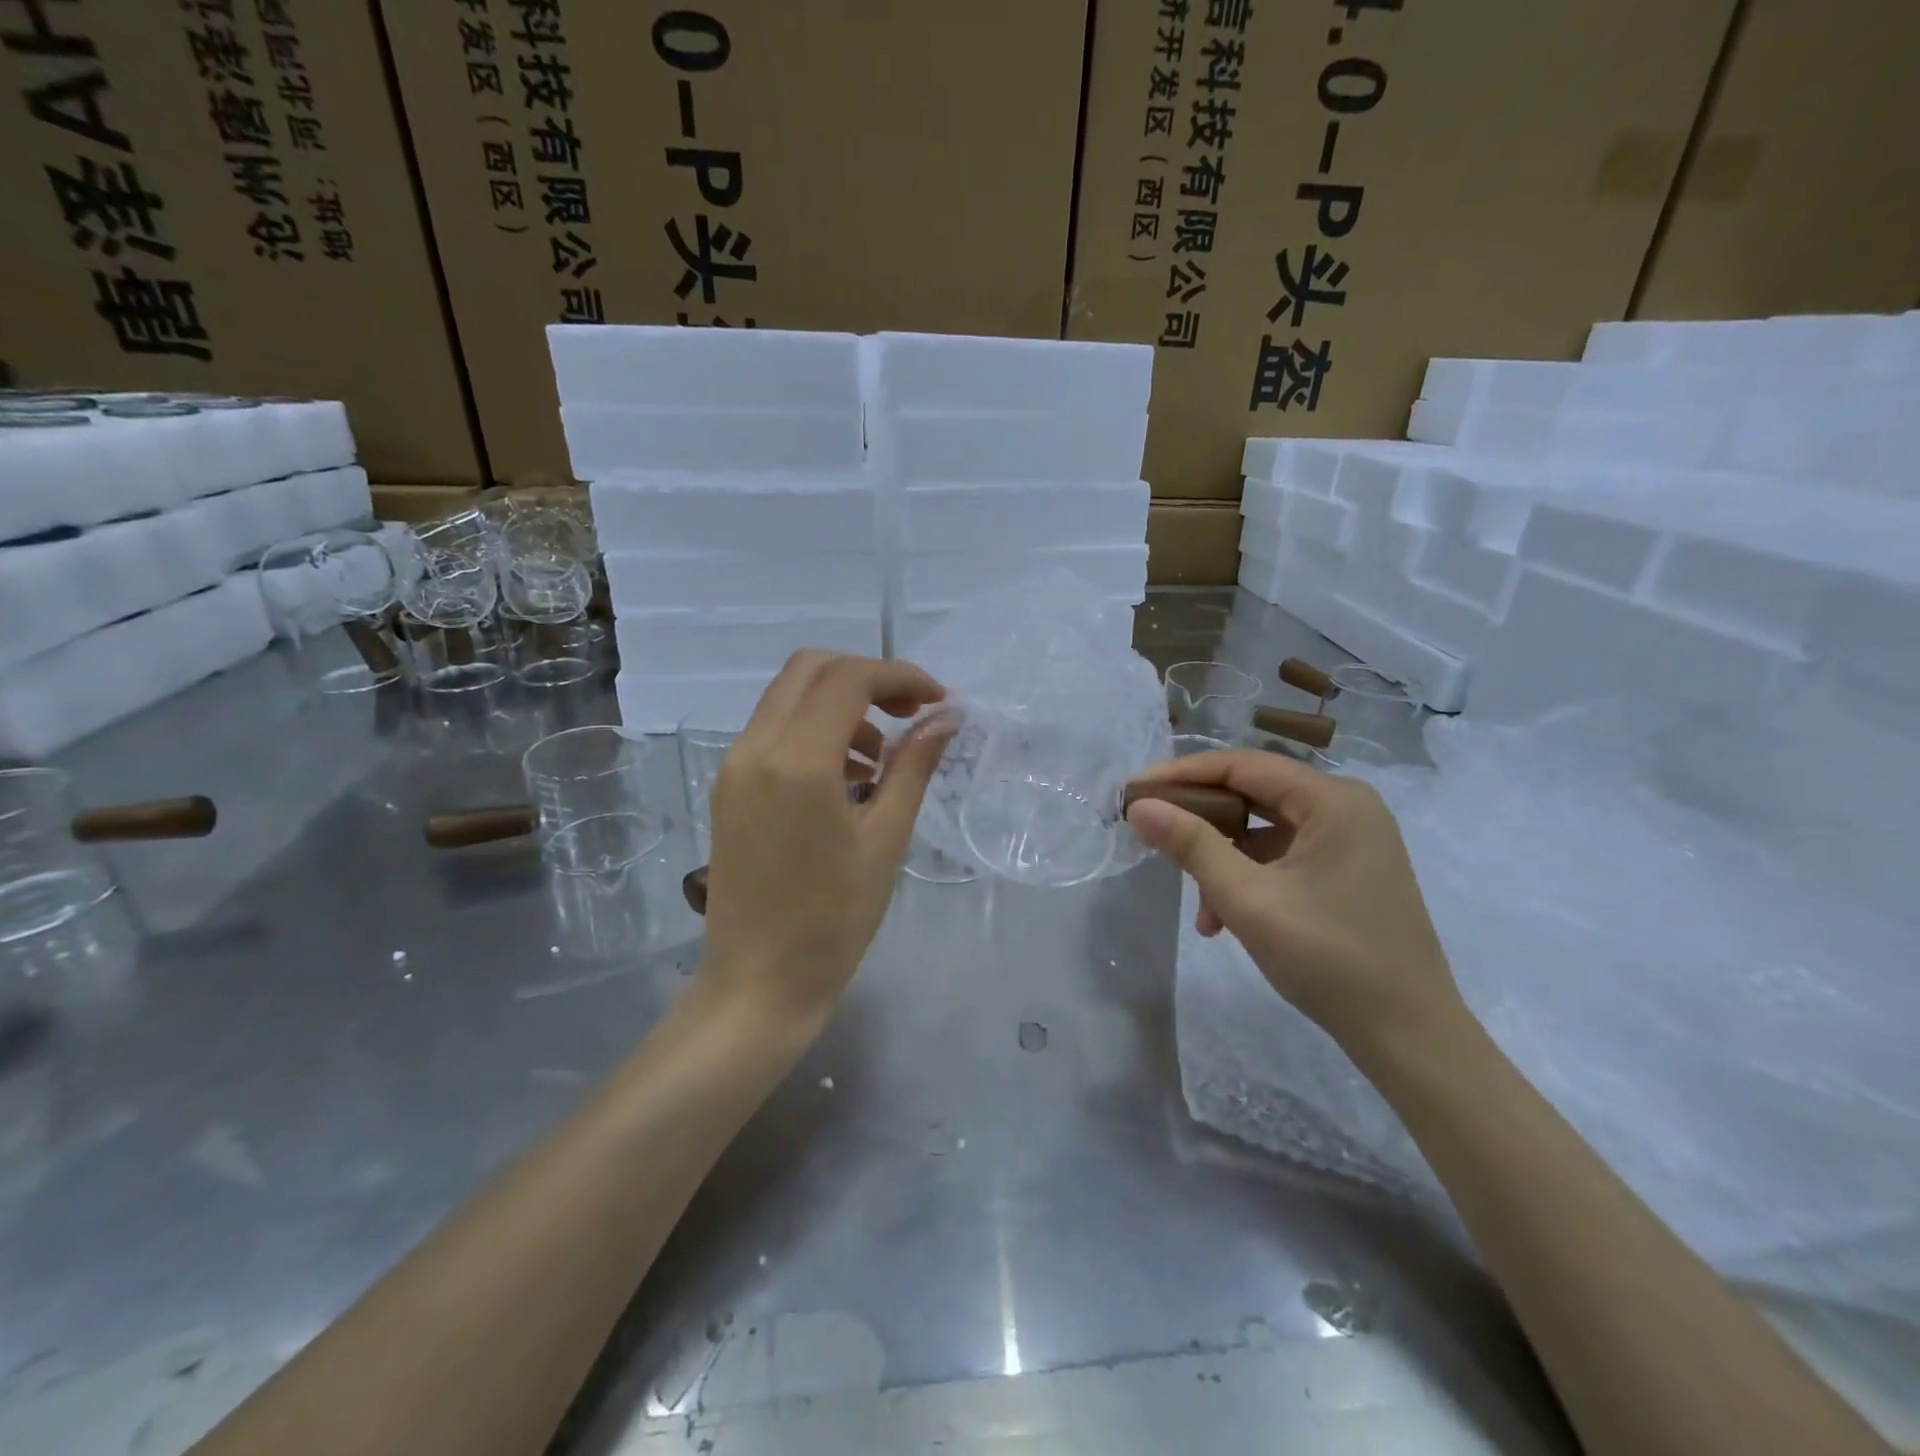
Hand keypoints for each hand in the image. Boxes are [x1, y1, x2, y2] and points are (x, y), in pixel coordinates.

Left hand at [699, 652, 953, 1021]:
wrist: (758, 984)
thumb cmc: (834, 920)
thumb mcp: (886, 838)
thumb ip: (914, 765)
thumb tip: (947, 716)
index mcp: (796, 761)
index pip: (849, 679)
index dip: (900, 676)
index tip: (938, 701)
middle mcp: (754, 748)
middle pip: (810, 668)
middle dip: (868, 677)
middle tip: (911, 712)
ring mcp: (734, 766)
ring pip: (788, 695)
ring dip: (840, 703)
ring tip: (882, 756)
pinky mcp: (728, 787)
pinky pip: (773, 730)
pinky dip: (814, 728)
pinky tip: (847, 776)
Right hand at [1125, 749, 1469, 1063]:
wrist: (1410, 1036)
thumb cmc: (1329, 959)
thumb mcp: (1248, 900)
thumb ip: (1191, 845)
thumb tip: (1139, 807)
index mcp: (1332, 800)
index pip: (1241, 765)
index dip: (1180, 775)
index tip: (1133, 792)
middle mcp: (1346, 806)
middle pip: (1253, 794)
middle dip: (1200, 821)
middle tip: (1151, 835)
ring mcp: (1351, 839)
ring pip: (1264, 830)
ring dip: (1222, 860)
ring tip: (1200, 909)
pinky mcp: (1348, 869)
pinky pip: (1283, 856)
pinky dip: (1249, 878)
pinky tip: (1226, 920)